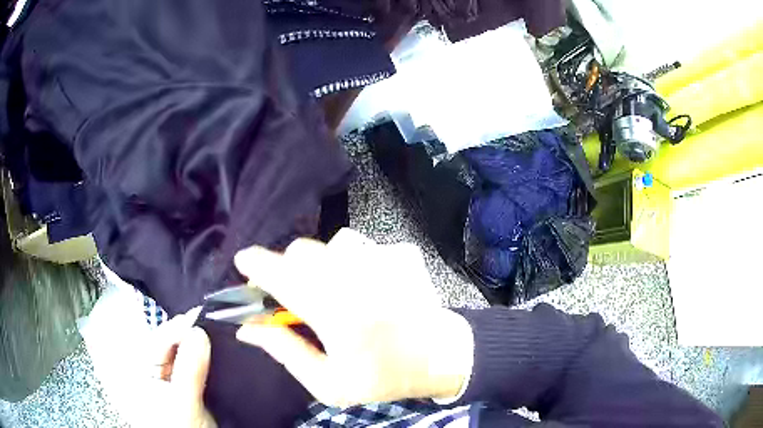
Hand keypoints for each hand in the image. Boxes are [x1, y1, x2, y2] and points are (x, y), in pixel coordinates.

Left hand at [140, 311, 216, 427]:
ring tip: (212, 332)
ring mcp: (167, 381)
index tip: (198, 316)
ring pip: (180, 355)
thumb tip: (199, 331)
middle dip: (185, 334)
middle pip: (167, 346)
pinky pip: (191, 367)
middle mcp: (150, 373)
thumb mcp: (184, 404)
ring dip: (195, 345)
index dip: (175, 329)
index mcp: (138, 374)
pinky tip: (211, 350)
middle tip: (208, 322)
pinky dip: (201, 358)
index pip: (155, 343)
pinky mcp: (183, 388)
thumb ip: (189, 368)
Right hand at [234, 228, 473, 406]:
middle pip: (299, 253)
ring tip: (315, 297)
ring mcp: (373, 264)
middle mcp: (353, 279)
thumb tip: (247, 328)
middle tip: (282, 297)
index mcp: (335, 313)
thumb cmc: (383, 377)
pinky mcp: (385, 259)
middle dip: (280, 269)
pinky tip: (341, 289)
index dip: (256, 264)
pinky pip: (343, 251)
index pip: (283, 275)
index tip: (242, 264)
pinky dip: (330, 264)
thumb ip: (284, 352)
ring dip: (306, 267)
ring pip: (320, 249)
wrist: (439, 355)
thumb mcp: (329, 383)